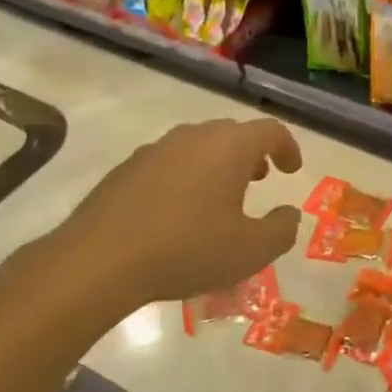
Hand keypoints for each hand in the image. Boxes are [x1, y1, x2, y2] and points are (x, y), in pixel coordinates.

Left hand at [42, 117, 303, 316]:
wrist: (99, 261)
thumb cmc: (187, 250)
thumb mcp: (251, 251)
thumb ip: (282, 229)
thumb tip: (289, 214)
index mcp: (230, 147)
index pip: (270, 131)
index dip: (288, 147)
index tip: (292, 170)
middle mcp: (194, 137)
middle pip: (233, 133)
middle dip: (253, 154)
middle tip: (260, 179)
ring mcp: (156, 149)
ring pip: (199, 146)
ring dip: (218, 164)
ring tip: (221, 196)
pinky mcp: (127, 168)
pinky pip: (169, 163)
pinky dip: (186, 177)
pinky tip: (179, 212)